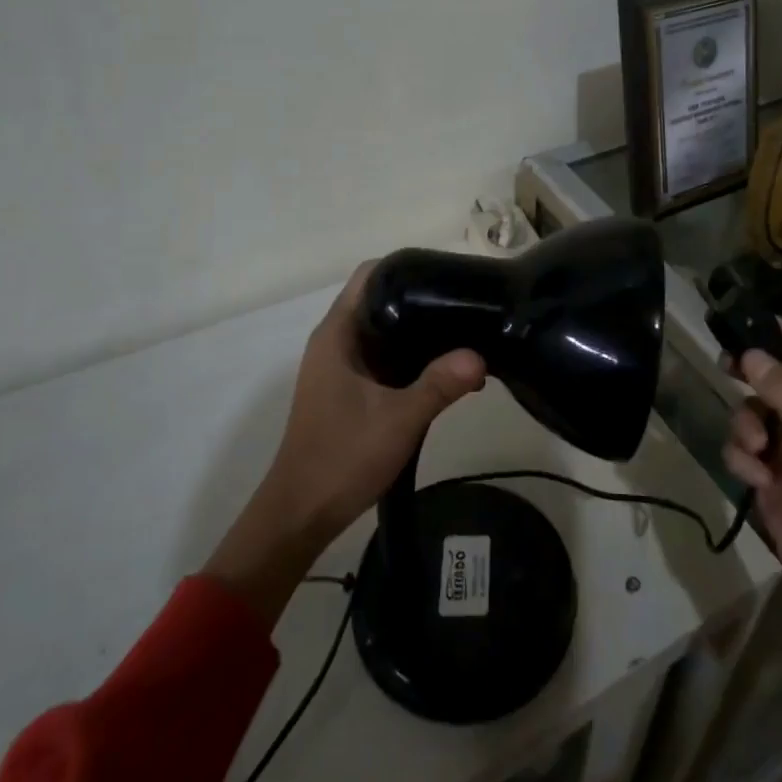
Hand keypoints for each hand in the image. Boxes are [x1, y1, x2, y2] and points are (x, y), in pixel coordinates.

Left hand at [203, 264, 486, 622]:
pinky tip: (448, 373)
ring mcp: (341, 367)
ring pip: (385, 332)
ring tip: (465, 334)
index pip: (369, 276)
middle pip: (381, 300)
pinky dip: (412, 359)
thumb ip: (440, 385)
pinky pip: (384, 359)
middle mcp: (336, 342)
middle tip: (466, 303)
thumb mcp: (398, 419)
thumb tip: (480, 355)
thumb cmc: (341, 457)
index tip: (445, 273)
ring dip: (419, 333)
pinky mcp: (349, 389)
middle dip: (421, 299)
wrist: (300, 514)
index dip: (404, 267)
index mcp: (337, 334)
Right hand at [725, 320, 781, 719]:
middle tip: (724, 365)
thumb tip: (750, 353)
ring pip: (755, 416)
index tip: (747, 317)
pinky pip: (746, 453)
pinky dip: (743, 458)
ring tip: (755, 448)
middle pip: (778, 383)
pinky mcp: (776, 486)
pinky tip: (755, 479)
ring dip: (746, 425)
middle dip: (753, 378)